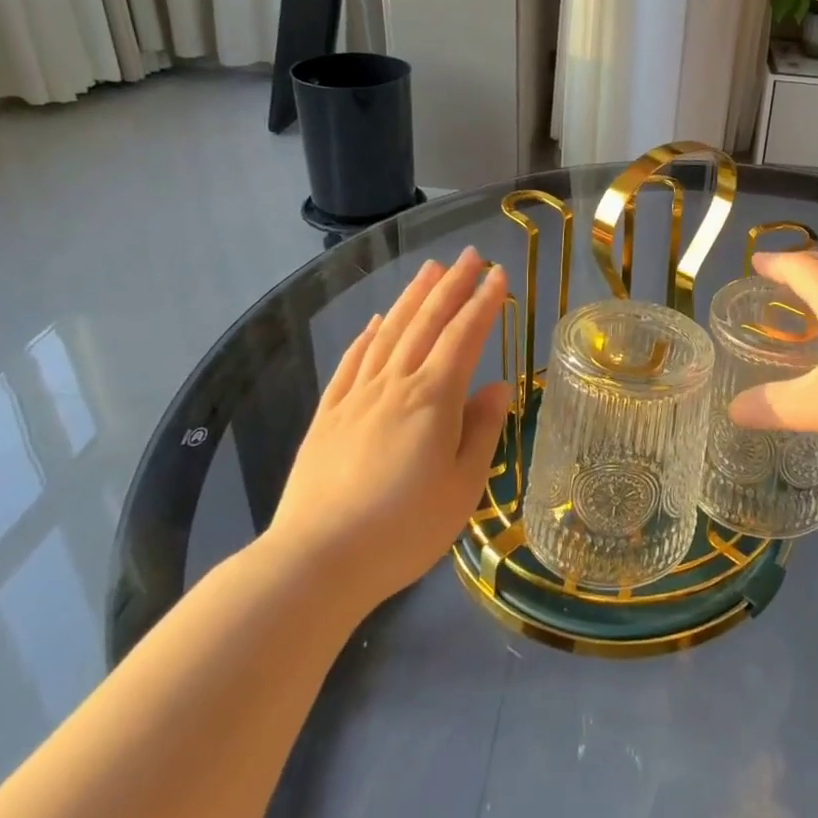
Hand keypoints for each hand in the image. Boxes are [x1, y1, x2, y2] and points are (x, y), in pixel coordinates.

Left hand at [267, 248, 510, 606]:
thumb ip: (482, 430)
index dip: (484, 303)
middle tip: (470, 255)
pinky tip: (374, 321)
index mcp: (433, 399)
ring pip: (388, 333)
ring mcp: (356, 397)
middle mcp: (395, 385)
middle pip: (426, 322)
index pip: (464, 337)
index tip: (499, 275)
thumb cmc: (404, 528)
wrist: (318, 561)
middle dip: (451, 285)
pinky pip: (351, 362)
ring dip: (411, 297)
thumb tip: (499, 387)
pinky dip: (366, 336)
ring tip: (430, 269)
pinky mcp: (328, 415)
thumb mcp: (463, 486)